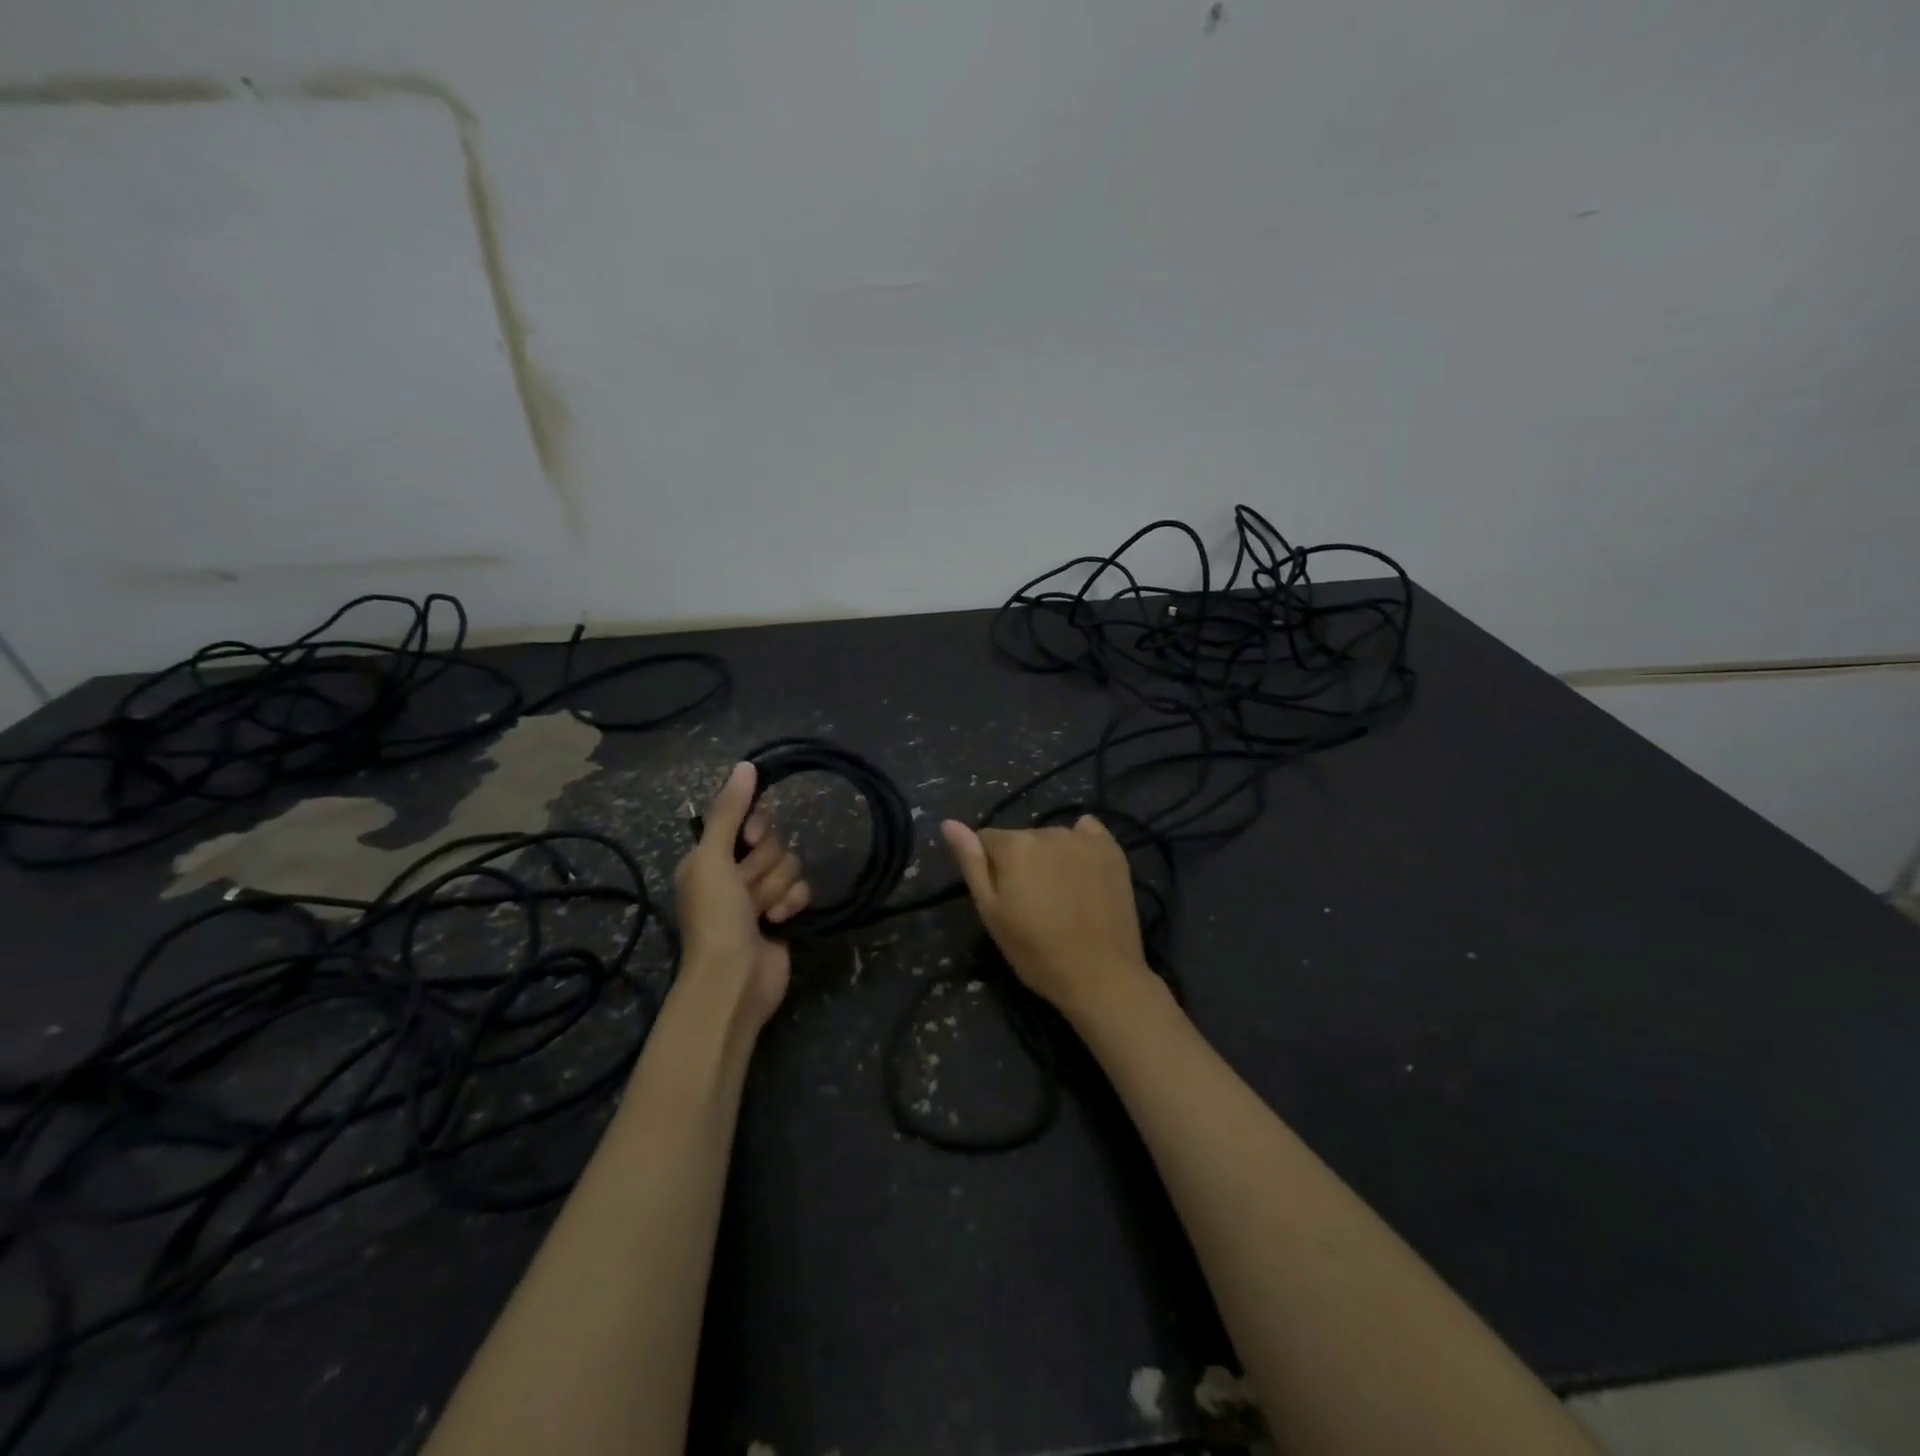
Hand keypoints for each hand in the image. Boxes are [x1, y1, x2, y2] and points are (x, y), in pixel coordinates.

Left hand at [674, 762, 810, 1033]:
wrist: (734, 979)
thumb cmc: (715, 917)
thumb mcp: (712, 859)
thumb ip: (729, 812)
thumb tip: (746, 765)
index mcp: (710, 856)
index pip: (747, 819)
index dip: (756, 827)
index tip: (752, 839)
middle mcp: (734, 872)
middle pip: (772, 842)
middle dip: (764, 866)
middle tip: (746, 889)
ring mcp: (760, 894)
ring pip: (789, 864)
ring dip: (776, 887)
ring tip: (760, 912)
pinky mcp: (784, 913)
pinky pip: (802, 888)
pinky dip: (792, 903)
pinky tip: (778, 921)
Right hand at [939, 815, 1151, 1018]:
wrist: (1100, 974)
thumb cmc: (1036, 951)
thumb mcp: (991, 912)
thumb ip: (971, 862)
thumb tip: (949, 823)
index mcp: (1014, 846)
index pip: (987, 840)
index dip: (991, 869)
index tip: (1005, 899)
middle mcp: (1047, 831)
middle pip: (1022, 840)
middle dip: (1021, 863)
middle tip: (1034, 904)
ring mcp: (1083, 839)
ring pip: (1052, 840)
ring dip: (1050, 858)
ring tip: (1062, 896)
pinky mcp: (1111, 849)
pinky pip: (1087, 832)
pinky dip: (1081, 845)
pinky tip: (1084, 872)